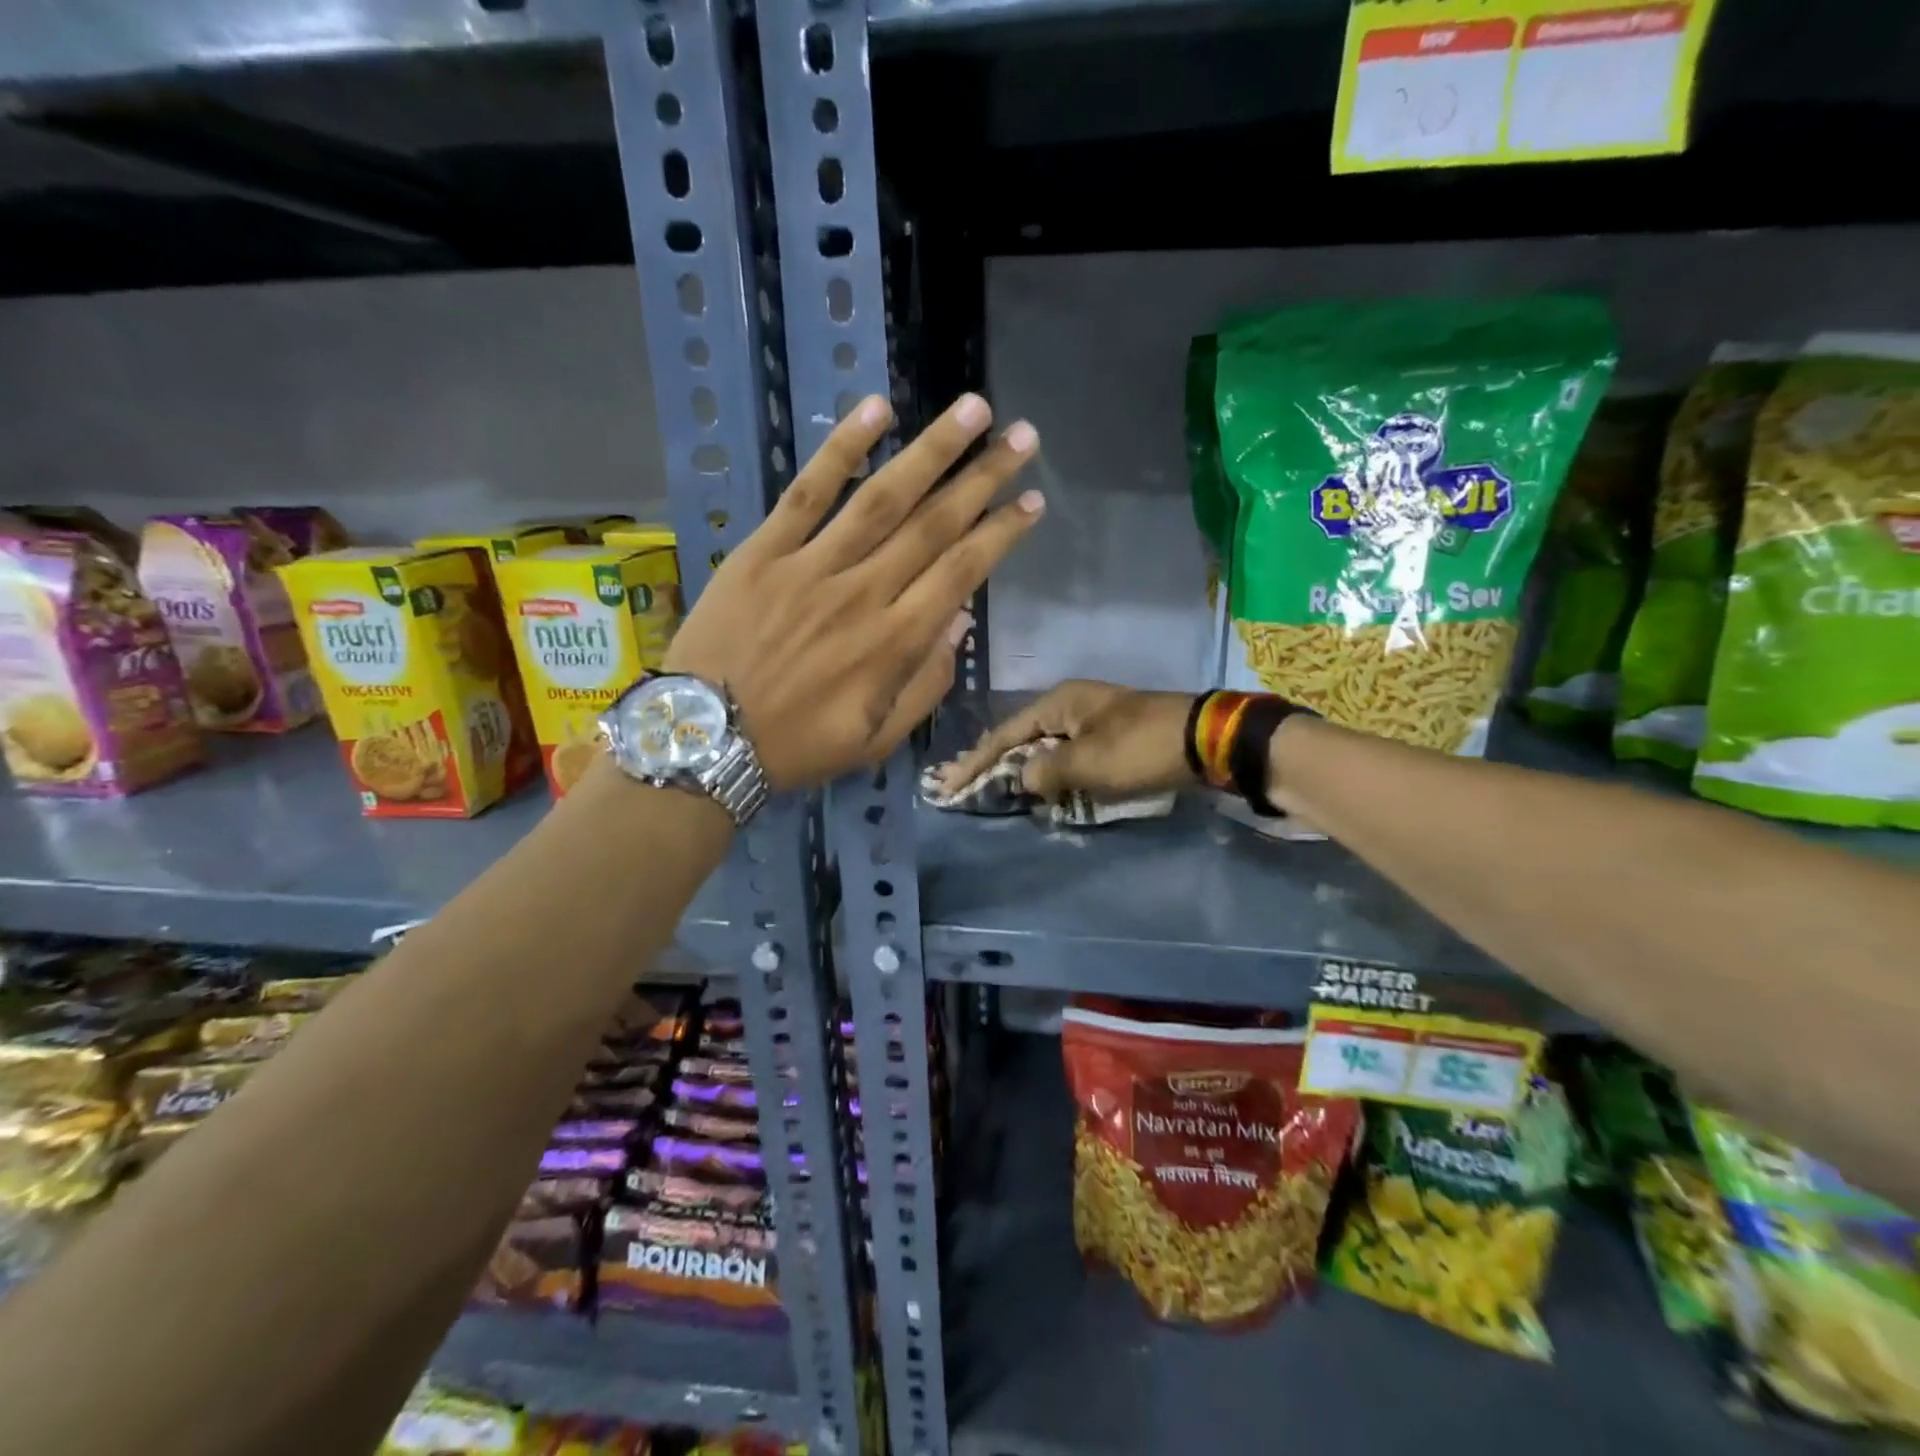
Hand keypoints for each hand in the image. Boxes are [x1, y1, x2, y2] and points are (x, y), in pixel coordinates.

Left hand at [665, 392, 1043, 790]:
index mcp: (893, 643)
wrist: (703, 739)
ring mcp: (811, 566)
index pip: (960, 573)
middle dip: (983, 478)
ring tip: (972, 410)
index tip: (1033, 501)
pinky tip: (877, 410)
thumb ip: (925, 684)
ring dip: (931, 450)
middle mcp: (863, 593)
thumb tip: (959, 620)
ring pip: (882, 498)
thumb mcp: (876, 739)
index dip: (1000, 534)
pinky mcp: (764, 551)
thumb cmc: (797, 746)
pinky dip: (841, 449)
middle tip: (1022, 438)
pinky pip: (807, 493)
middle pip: (933, 525)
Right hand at [936, 680, 1194, 800]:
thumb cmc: (1140, 747)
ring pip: (1044, 746)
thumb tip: (1021, 778)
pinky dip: (1050, 771)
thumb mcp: (1087, 762)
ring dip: (1021, 768)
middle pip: (1021, 736)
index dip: (975, 761)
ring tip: (992, 787)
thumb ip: (1045, 771)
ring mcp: (1092, 719)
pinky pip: (1068, 754)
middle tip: (961, 785)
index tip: (948, 785)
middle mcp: (1071, 704)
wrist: (1205, 739)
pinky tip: (1039, 787)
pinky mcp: (1111, 736)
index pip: (1005, 733)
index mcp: (1059, 702)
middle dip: (992, 762)